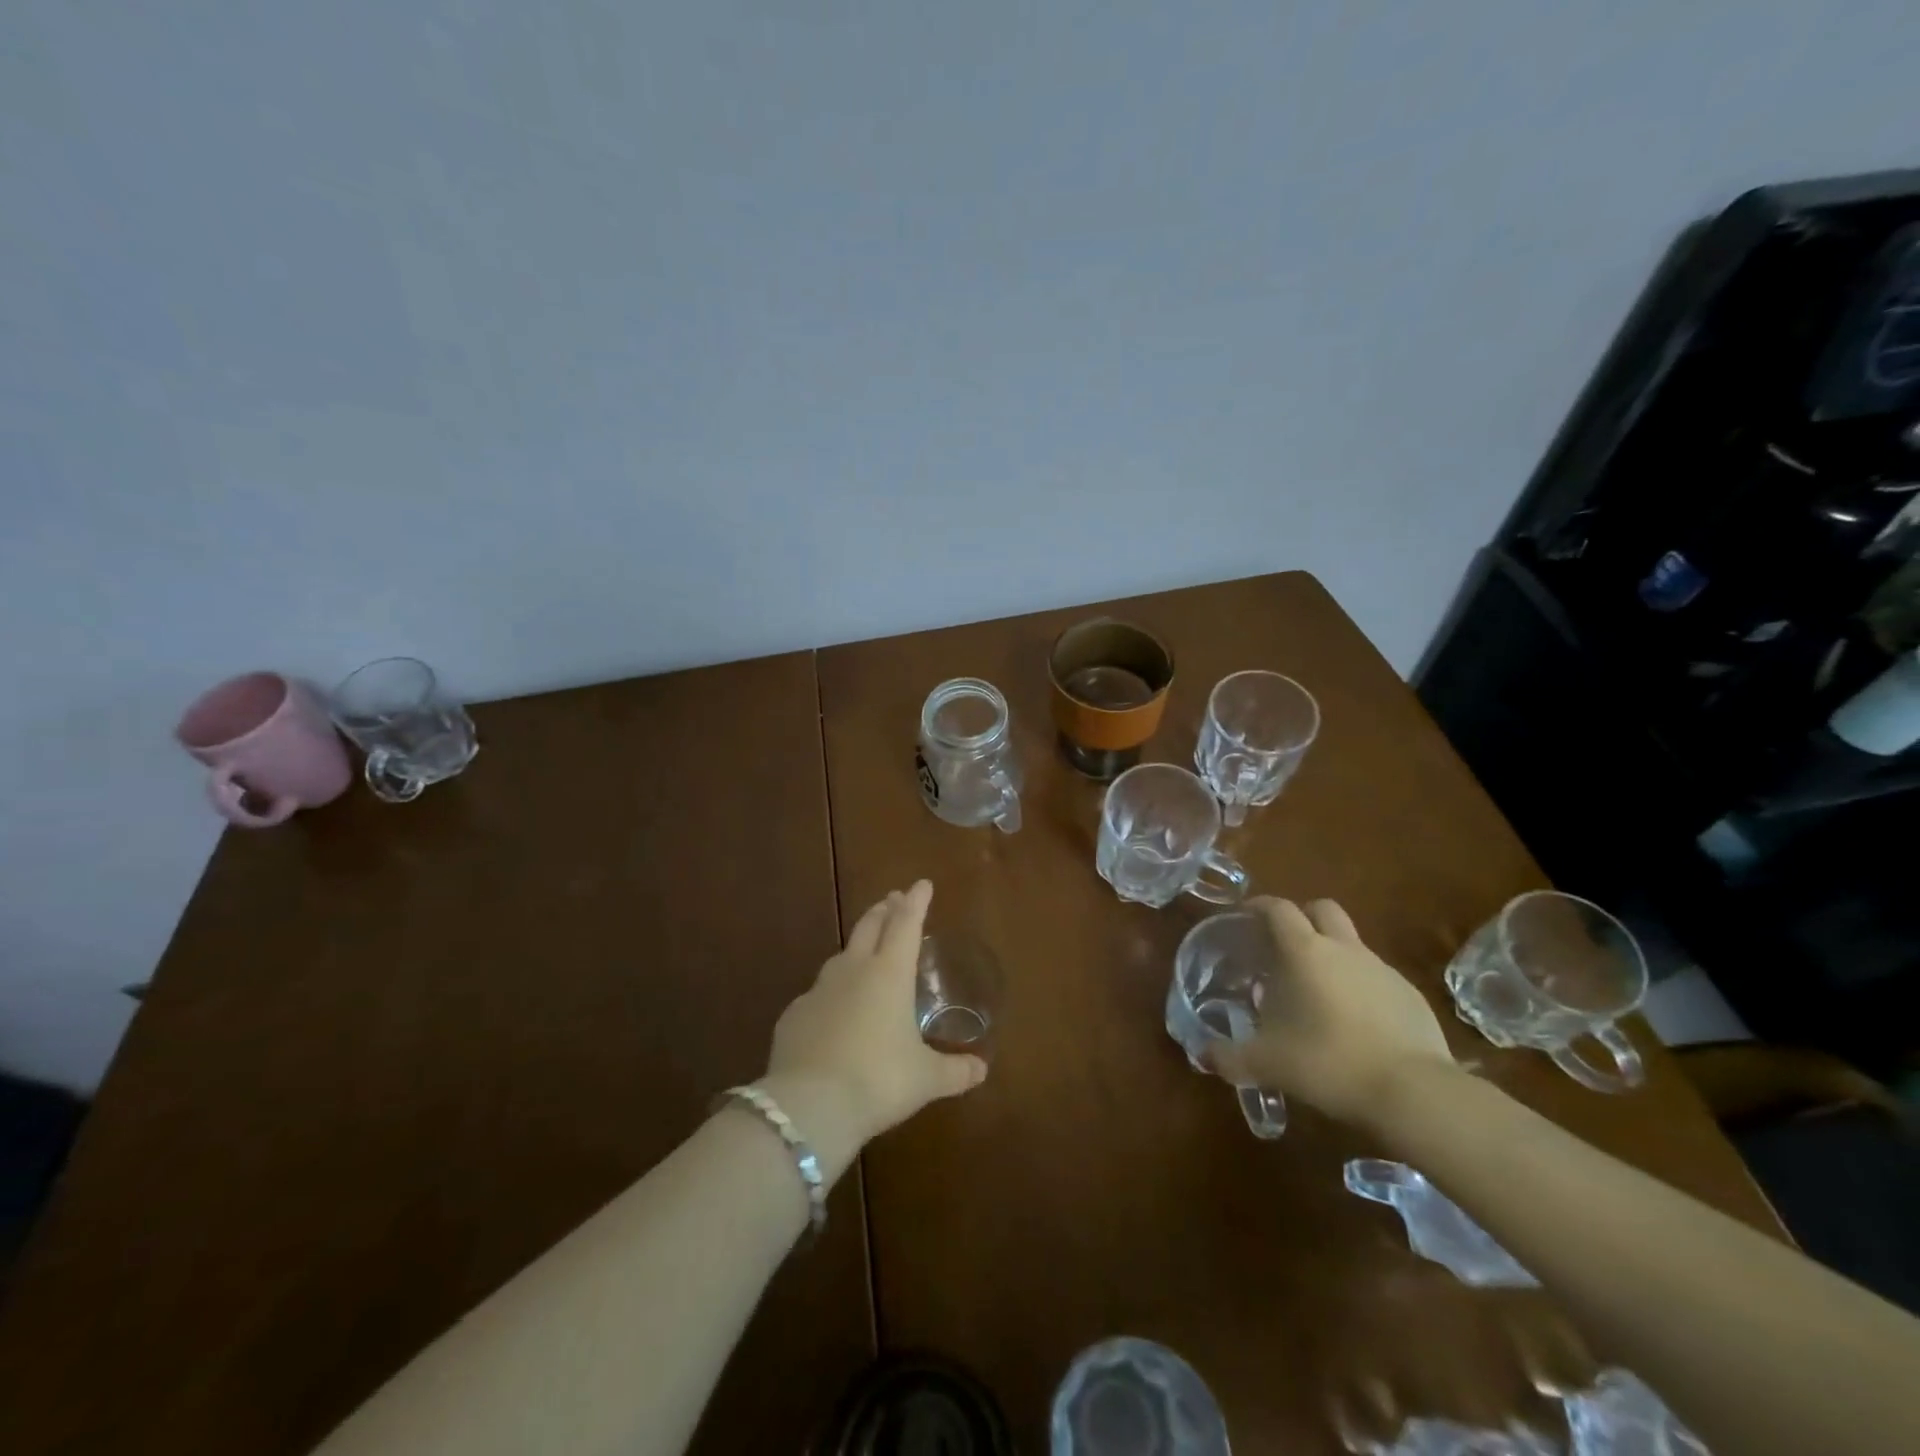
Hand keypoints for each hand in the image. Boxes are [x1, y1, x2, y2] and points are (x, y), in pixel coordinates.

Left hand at [758, 881, 986, 1183]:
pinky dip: (831, 991)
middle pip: (869, 927)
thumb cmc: (879, 1081)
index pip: (906, 924)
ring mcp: (818, 991)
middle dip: (884, 910)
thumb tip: (981, 1070)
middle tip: (892, 899)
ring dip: (857, 945)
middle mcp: (853, 971)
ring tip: (865, 948)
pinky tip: (833, 1008)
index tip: (922, 884)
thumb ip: (955, 1071)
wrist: (809, 1106)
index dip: (916, 902)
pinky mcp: (793, 1015)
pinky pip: (818, 994)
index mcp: (890, 974)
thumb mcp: (925, 1079)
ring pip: (841, 956)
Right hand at [1205, 897, 1455, 1130]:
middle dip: (1302, 917)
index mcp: (1305, 952)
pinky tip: (1354, 1023)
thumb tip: (1203, 1054)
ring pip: (1351, 944)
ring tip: (1316, 992)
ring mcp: (1382, 970)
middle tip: (1284, 945)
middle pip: (1322, 908)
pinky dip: (1360, 987)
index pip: (1278, 909)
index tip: (1245, 916)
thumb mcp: (1267, 1064)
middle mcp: (1344, 949)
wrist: (1414, 1093)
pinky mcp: (1411, 996)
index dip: (1259, 906)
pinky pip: (1377, 977)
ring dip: (1332, 954)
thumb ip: (1230, 1056)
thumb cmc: (1328, 1062)